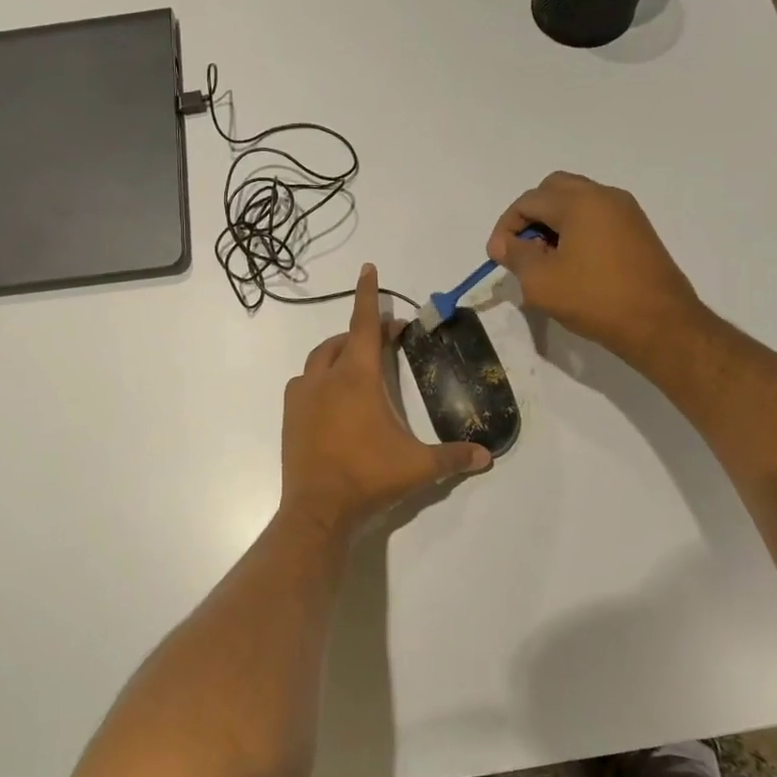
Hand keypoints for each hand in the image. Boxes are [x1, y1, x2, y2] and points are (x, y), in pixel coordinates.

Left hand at [280, 264, 490, 535]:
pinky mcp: (289, 415)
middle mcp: (326, 378)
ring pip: (319, 359)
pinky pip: (303, 383)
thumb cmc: (369, 478)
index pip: (364, 324)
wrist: (318, 508)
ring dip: (339, 353)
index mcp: (357, 378)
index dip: (368, 295)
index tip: (367, 268)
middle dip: (364, 332)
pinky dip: (319, 378)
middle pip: (343, 340)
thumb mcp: (418, 467)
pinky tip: (332, 397)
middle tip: (387, 340)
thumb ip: (454, 458)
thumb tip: (487, 456)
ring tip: (358, 366)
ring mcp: (302, 396)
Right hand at [487, 172, 707, 365]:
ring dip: (553, 224)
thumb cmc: (594, 298)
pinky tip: (571, 265)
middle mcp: (605, 196)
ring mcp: (626, 212)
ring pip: (576, 203)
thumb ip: (516, 255)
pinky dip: (575, 231)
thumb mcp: (540, 281)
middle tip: (521, 250)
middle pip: (553, 190)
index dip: (506, 228)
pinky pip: (596, 218)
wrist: (660, 324)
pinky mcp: (638, 231)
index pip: (528, 201)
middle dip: (530, 217)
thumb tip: (504, 244)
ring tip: (544, 261)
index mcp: (580, 202)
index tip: (498, 258)